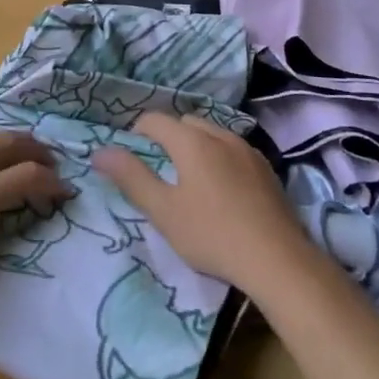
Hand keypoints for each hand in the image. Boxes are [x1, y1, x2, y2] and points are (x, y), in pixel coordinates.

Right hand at [94, 113, 316, 296]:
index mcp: (192, 141)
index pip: (155, 120)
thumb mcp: (163, 211)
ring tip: (190, 178)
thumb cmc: (212, 234)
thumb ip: (132, 177)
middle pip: (185, 122)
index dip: (138, 132)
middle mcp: (220, 135)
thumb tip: (100, 151)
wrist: (277, 259)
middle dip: (168, 136)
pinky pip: (233, 149)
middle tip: (159, 168)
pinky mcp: (266, 168)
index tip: (131, 156)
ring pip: (212, 133)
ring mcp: (247, 150)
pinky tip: (222, 189)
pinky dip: (219, 157)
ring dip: (196, 145)